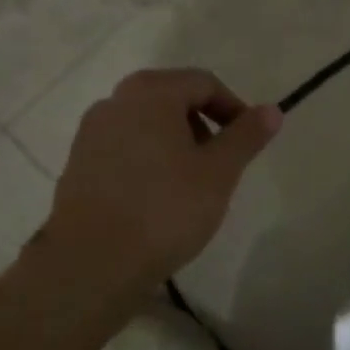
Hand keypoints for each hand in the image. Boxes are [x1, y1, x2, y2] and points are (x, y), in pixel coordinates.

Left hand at [41, 69, 281, 289]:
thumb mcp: (220, 172)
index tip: (247, 142)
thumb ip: (247, 136)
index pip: (204, 83)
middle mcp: (116, 101)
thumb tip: (272, 110)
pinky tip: (157, 198)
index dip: (233, 108)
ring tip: (191, 183)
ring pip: (147, 124)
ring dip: (175, 142)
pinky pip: (124, 148)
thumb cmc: (164, 209)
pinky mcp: (77, 165)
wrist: (90, 266)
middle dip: (203, 125)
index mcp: (151, 92)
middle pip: (173, 98)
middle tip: (221, 162)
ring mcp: (91, 133)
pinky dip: (148, 160)